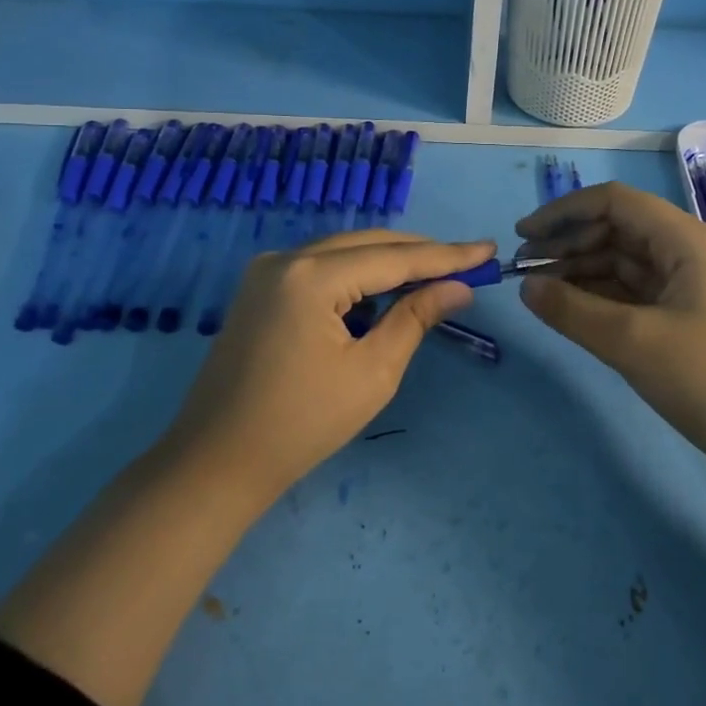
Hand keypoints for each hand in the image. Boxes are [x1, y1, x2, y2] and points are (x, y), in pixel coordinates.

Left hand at [166, 230, 493, 505]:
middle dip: (419, 253)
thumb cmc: (301, 424)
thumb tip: (458, 288)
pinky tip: (384, 291)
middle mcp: (286, 258)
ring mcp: (266, 271)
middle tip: (467, 264)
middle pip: (368, 244)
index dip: (446, 255)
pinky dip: (357, 275)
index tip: (488, 250)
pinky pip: (321, 267)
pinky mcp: (259, 289)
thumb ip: (415, 318)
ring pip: (344, 251)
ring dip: (389, 262)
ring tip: (435, 276)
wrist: (216, 462)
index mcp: (311, 276)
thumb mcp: (372, 372)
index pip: (394, 257)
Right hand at [515, 181, 705, 480]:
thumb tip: (525, 287)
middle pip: (618, 231)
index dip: (564, 212)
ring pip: (624, 265)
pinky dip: (601, 299)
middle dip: (569, 246)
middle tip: (524, 273)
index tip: (522, 236)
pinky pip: (635, 295)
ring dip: (581, 273)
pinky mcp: (688, 320)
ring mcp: (690, 288)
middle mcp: (689, 254)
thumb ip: (572, 311)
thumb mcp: (633, 343)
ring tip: (539, 293)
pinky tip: (572, 312)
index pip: (615, 203)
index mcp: (686, 241)